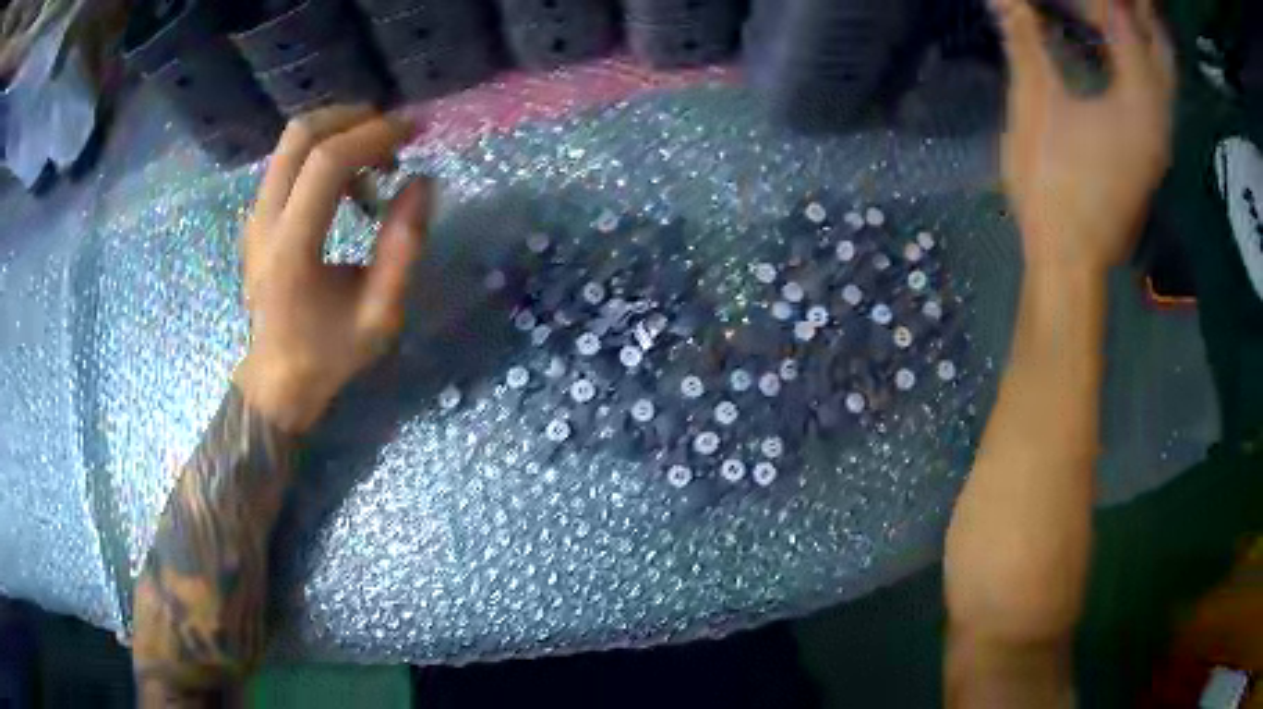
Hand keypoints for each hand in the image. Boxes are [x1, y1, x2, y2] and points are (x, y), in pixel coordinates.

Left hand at [235, 106, 431, 432]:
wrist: (276, 380)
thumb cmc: (328, 353)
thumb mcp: (381, 314)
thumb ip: (404, 246)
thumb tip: (422, 181)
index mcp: (293, 248)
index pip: (327, 162)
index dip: (374, 135)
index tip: (413, 131)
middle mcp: (265, 221)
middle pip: (300, 135)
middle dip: (352, 118)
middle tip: (392, 134)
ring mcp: (255, 216)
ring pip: (290, 142)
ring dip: (338, 133)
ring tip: (375, 159)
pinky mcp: (257, 218)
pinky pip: (287, 161)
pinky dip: (322, 152)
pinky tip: (349, 181)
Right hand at [995, 0, 1174, 272]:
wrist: (1070, 259)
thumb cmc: (1053, 184)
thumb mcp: (1034, 104)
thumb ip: (1023, 41)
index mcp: (1137, 100)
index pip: (1125, 23)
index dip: (1104, 3)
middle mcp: (1158, 117)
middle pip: (1157, 49)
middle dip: (1134, 17)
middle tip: (1107, 5)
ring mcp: (1159, 140)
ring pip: (1163, 75)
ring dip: (1142, 40)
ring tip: (1114, 18)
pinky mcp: (1152, 154)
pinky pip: (1158, 97)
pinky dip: (1144, 67)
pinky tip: (1122, 56)